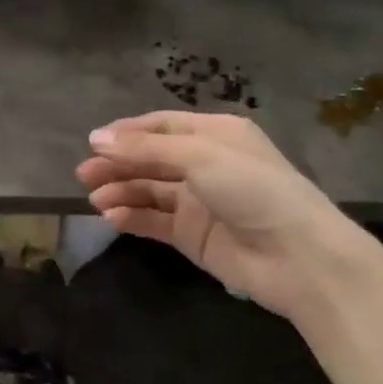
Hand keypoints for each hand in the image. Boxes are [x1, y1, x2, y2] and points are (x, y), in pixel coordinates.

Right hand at [76, 111, 378, 323]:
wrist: (299, 258)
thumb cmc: (254, 190)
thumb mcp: (200, 157)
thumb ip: (146, 148)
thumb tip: (96, 139)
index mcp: (215, 135)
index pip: (161, 126)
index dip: (127, 133)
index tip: (93, 143)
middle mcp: (205, 164)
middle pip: (150, 159)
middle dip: (117, 164)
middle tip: (84, 175)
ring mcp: (198, 202)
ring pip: (148, 191)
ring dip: (120, 192)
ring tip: (95, 200)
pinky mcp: (192, 236)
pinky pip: (154, 221)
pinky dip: (132, 218)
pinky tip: (112, 218)